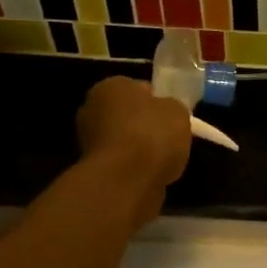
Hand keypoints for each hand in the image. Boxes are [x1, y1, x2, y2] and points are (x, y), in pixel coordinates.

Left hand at [75, 77, 191, 225]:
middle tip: (170, 138)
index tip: (173, 116)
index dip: (158, 101)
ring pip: (123, 140)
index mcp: (111, 86)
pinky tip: (151, 175)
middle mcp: (92, 109)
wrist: (126, 181)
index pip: (139, 88)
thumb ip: (171, 108)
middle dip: (145, 124)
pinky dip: (134, 168)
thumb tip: (166, 112)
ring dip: (139, 148)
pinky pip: (121, 163)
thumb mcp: (178, 112)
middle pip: (128, 114)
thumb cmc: (152, 135)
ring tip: (164, 160)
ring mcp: (88, 141)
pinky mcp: (92, 169)